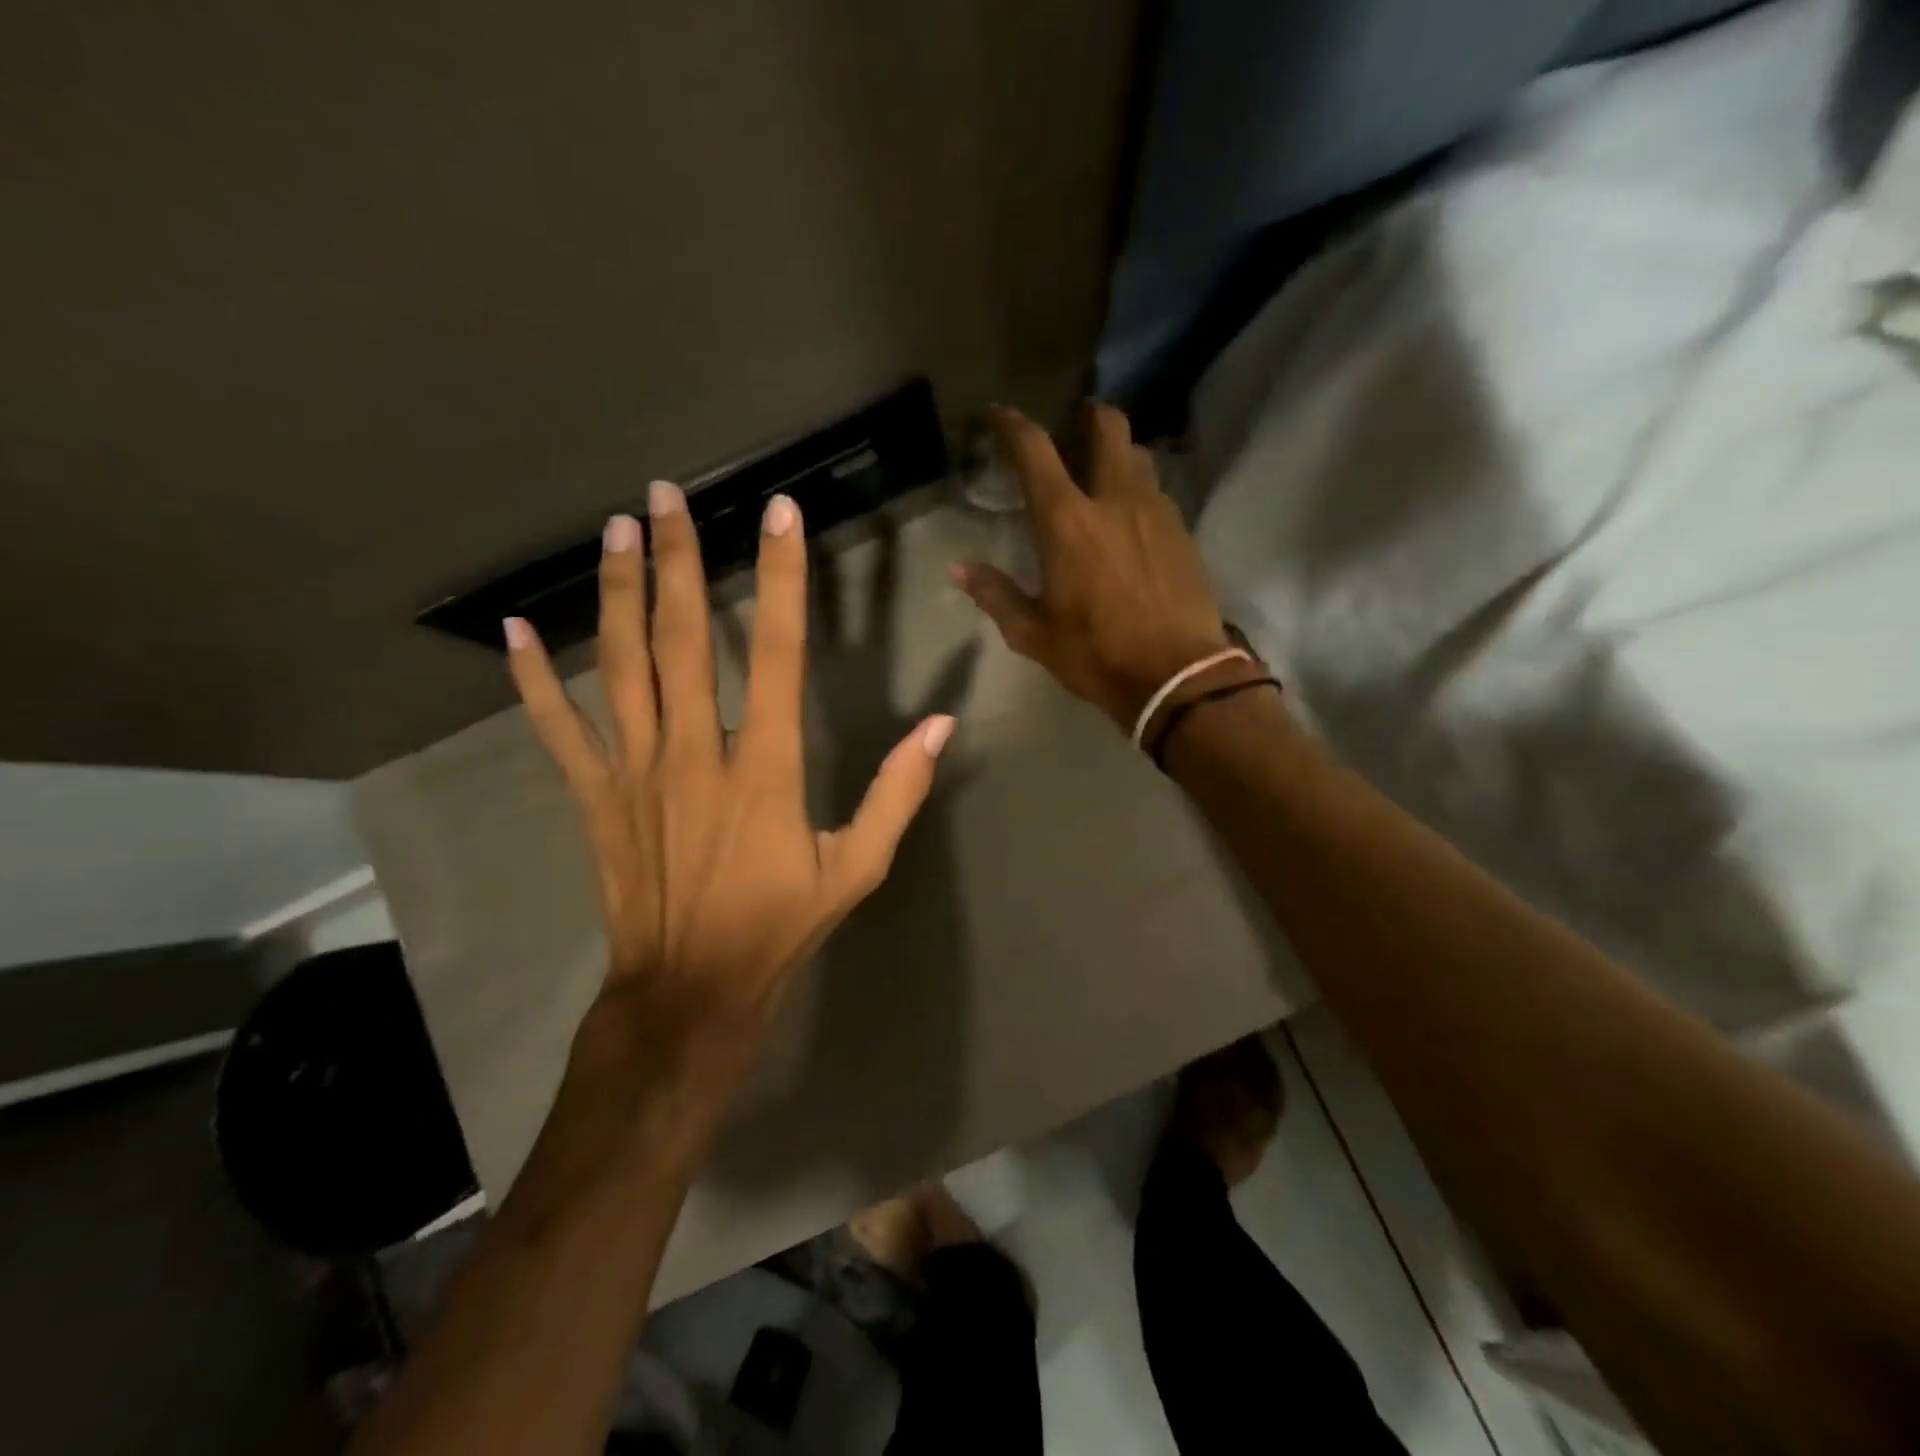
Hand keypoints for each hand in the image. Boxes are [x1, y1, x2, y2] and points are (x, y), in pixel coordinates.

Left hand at [505, 483, 953, 1091]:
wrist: (689, 989)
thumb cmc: (779, 925)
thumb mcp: (857, 867)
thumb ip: (898, 793)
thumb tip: (941, 726)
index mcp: (763, 768)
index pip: (776, 653)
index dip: (782, 579)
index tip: (780, 516)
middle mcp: (693, 753)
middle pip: (680, 639)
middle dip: (676, 559)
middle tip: (666, 493)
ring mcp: (634, 772)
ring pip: (620, 666)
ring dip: (617, 593)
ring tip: (617, 529)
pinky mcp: (594, 796)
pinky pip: (557, 729)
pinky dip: (534, 679)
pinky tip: (516, 630)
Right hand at [953, 403, 1232, 728]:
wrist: (1177, 675)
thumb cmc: (1096, 654)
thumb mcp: (1034, 634)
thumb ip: (996, 594)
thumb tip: (959, 570)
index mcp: (1067, 521)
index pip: (1035, 451)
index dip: (1012, 424)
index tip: (999, 414)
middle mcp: (1114, 499)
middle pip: (1107, 426)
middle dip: (1087, 415)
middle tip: (1072, 424)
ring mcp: (1156, 511)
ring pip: (1138, 455)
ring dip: (1118, 453)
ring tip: (1103, 473)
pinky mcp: (1183, 531)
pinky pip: (1158, 492)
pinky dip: (1139, 489)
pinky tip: (1131, 518)